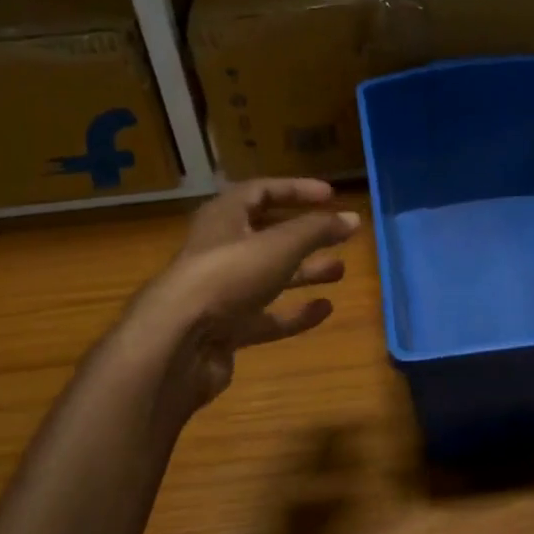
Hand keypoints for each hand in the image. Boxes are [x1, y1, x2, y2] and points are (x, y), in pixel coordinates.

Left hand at [117, 179, 359, 417]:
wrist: (179, 342)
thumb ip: (317, 230)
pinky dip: (294, 312)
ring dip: (304, 272)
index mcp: (224, 218)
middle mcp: (221, 251)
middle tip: (340, 236)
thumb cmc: (229, 276)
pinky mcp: (227, 329)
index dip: (296, 190)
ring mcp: (222, 293)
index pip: (261, 191)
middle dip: (305, 234)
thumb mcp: (280, 245)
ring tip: (340, 271)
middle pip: (267, 235)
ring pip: (270, 277)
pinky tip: (324, 309)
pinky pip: (267, 316)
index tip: (331, 196)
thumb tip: (354, 218)